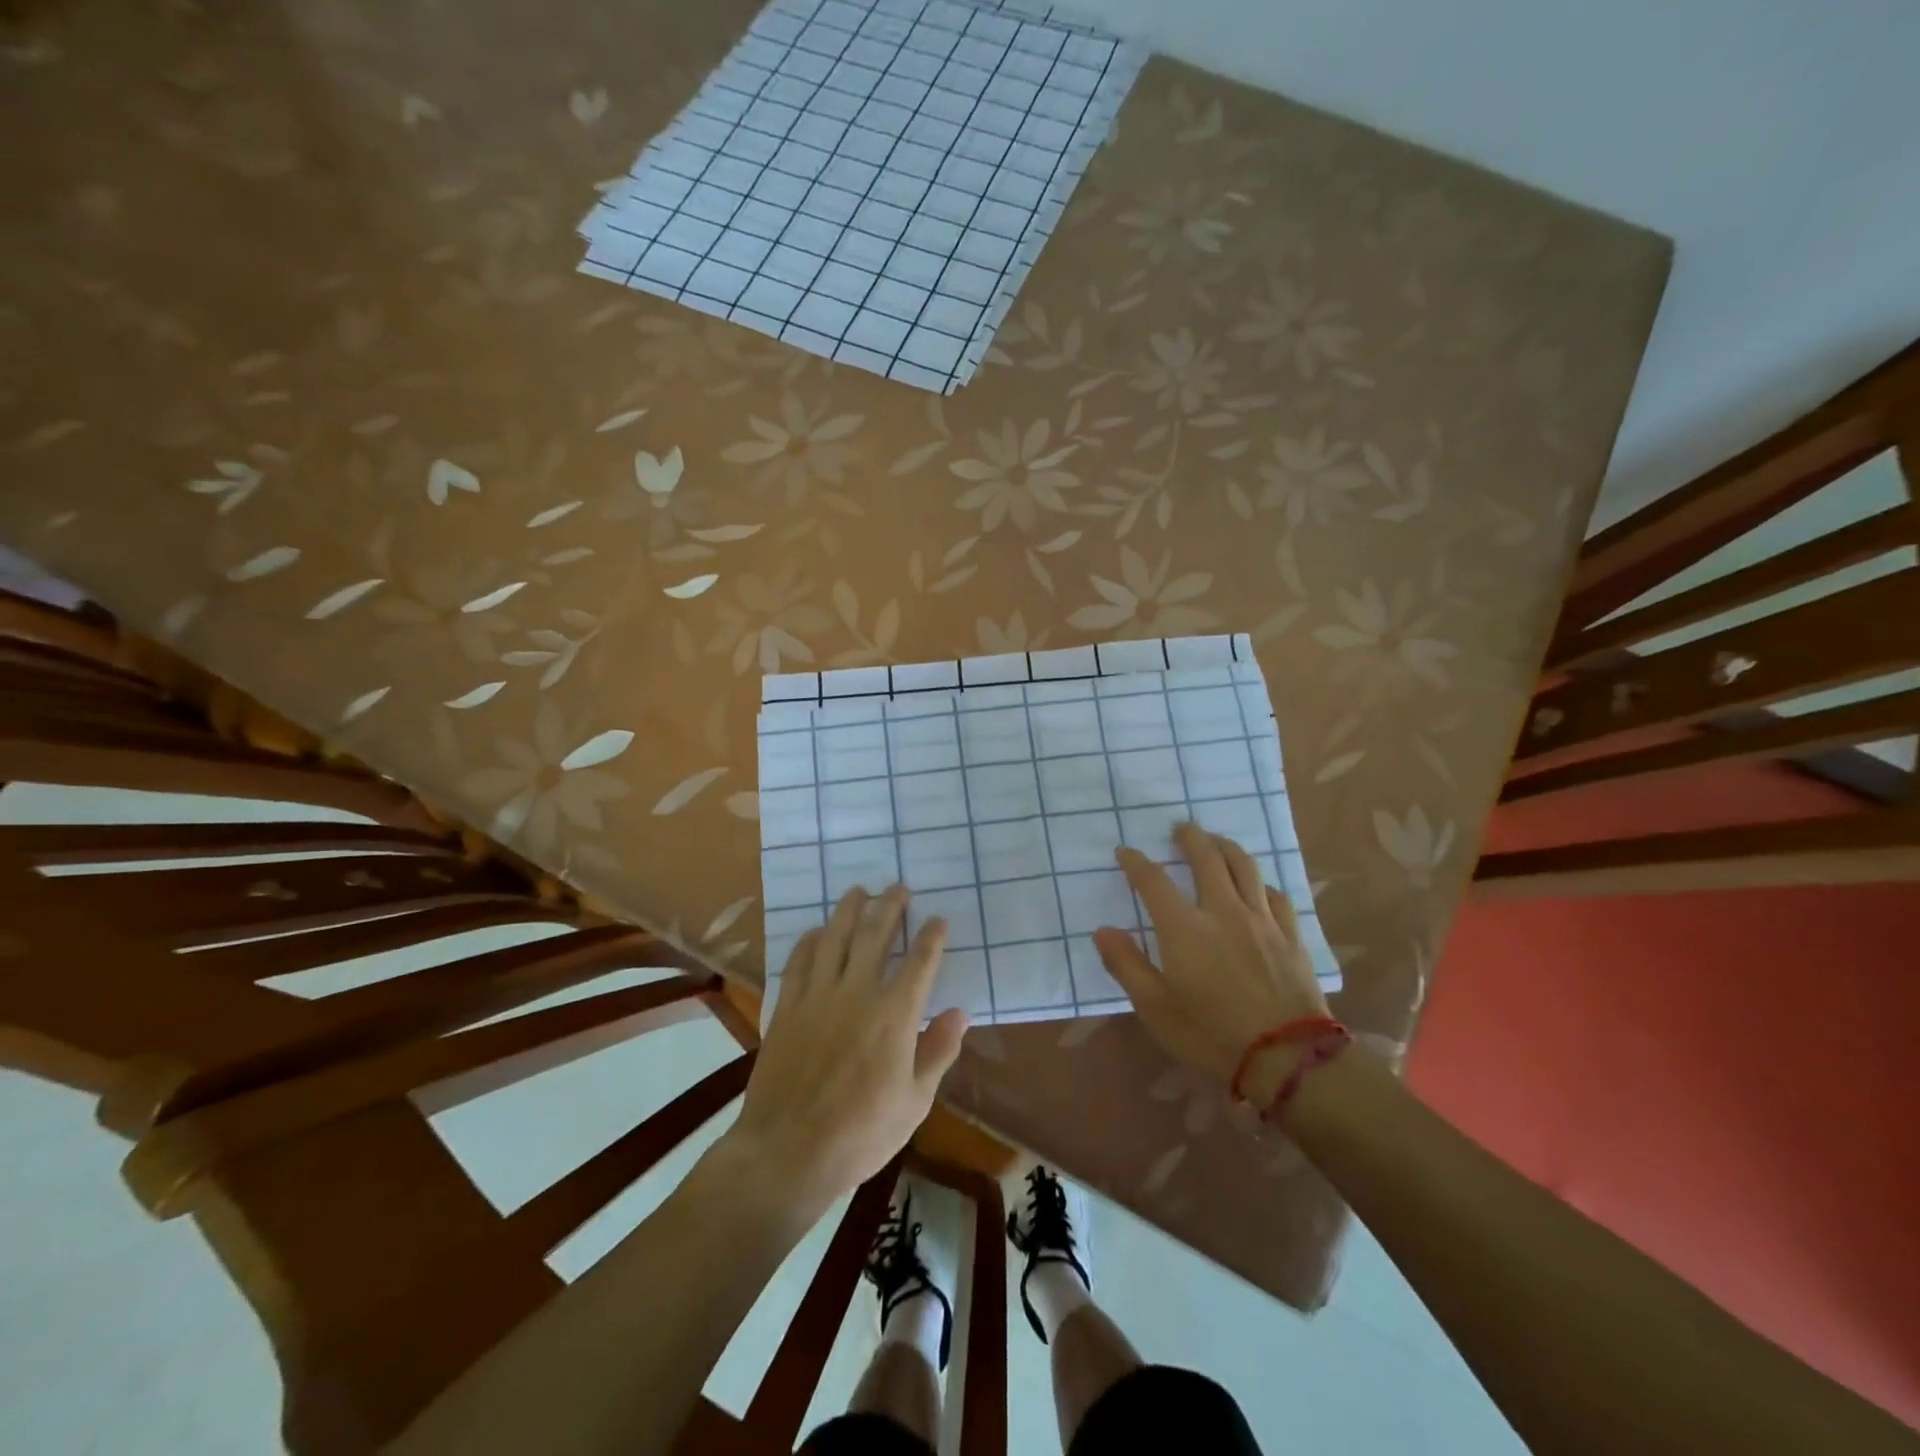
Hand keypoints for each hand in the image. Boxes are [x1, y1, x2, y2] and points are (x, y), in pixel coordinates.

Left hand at [728, 886, 967, 1214]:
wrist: (788, 1152)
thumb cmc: (860, 1134)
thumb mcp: (914, 1102)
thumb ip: (937, 1052)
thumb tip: (959, 1013)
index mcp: (894, 1016)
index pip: (919, 962)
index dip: (931, 937)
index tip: (938, 920)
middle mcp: (857, 994)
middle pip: (875, 935)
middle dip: (890, 907)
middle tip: (898, 888)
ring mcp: (817, 997)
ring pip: (835, 938)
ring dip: (849, 910)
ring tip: (859, 891)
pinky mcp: (787, 1008)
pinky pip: (799, 961)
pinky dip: (811, 940)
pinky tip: (818, 931)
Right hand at [1093, 823, 1327, 1097]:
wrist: (1287, 1058)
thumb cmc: (1211, 1035)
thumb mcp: (1155, 1009)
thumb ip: (1126, 965)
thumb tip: (1103, 930)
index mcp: (1184, 929)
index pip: (1154, 881)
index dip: (1136, 862)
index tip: (1125, 852)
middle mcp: (1223, 912)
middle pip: (1206, 858)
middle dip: (1190, 838)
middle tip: (1181, 828)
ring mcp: (1261, 920)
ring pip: (1245, 866)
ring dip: (1226, 846)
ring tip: (1216, 841)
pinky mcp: (1290, 934)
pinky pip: (1275, 894)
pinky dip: (1259, 882)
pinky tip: (1256, 885)